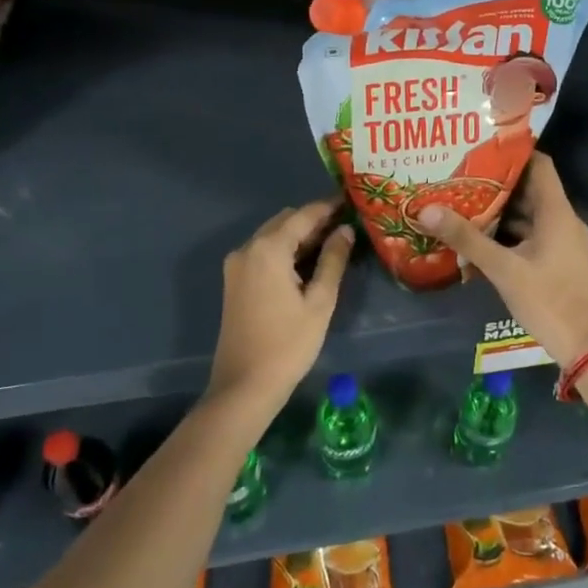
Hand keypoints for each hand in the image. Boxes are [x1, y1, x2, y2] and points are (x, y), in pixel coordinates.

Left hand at [207, 201, 352, 413]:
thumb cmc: (288, 344)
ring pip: (273, 235)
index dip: (329, 207)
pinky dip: (285, 250)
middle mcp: (248, 248)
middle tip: (346, 227)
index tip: (352, 201)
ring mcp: (237, 264)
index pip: (304, 215)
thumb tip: (345, 230)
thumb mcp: (320, 301)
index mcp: (269, 249)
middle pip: (286, 220)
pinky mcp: (235, 281)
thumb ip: (333, 260)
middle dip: (314, 220)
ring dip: (300, 235)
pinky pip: (264, 252)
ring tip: (333, 244)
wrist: (244, 386)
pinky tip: (307, 263)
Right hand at [417, 154, 587, 366]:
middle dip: (496, 184)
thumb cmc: (548, 300)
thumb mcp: (503, 269)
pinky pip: (531, 236)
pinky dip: (508, 235)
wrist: (586, 346)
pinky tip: (480, 241)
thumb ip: (467, 238)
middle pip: (529, 189)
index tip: (480, 149)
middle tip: (460, 178)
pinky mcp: (558, 261)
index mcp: (557, 212)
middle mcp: (563, 220)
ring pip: (528, 215)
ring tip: (463, 205)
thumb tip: (428, 209)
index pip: (539, 164)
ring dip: (500, 212)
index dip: (513, 153)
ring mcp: (563, 242)